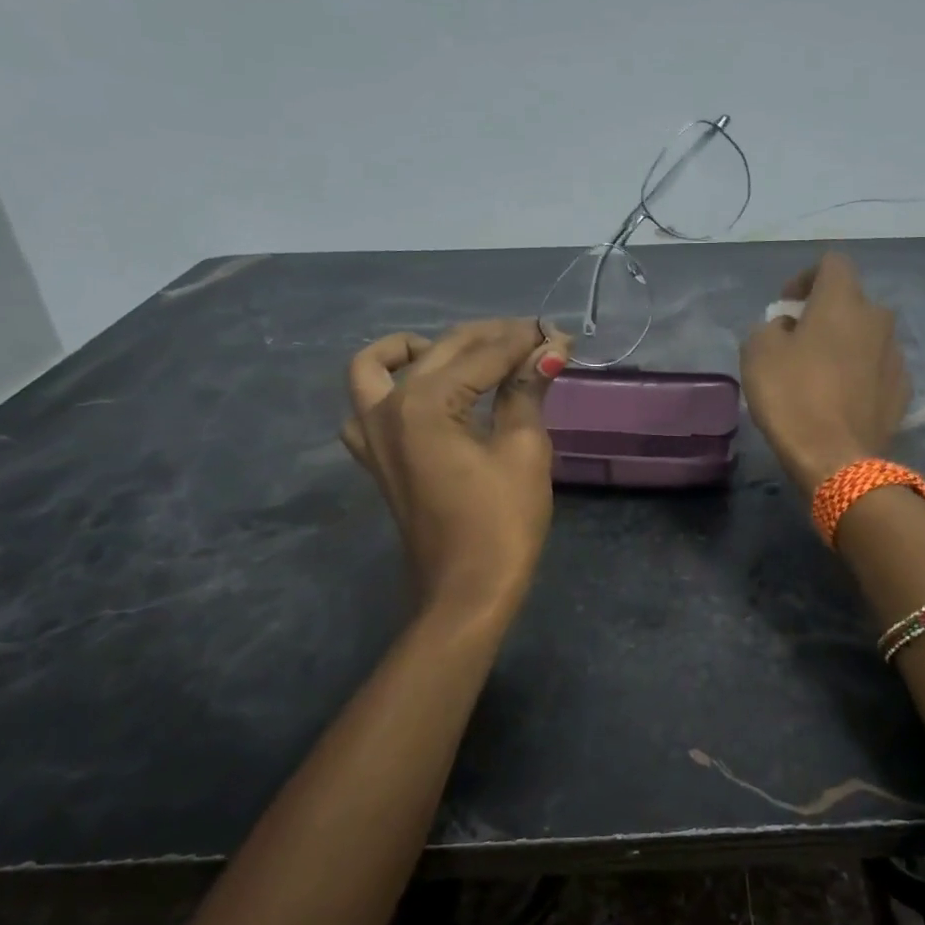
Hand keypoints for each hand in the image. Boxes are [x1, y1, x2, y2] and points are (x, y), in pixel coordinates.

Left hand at [341, 319, 569, 616]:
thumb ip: (526, 391)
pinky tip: (428, 397)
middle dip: (490, 339)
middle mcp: (386, 408)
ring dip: (419, 350)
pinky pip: (366, 406)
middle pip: (441, 351)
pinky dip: (391, 387)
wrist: (467, 591)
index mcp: (424, 404)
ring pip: (379, 367)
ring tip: (463, 357)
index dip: (524, 340)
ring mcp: (371, 434)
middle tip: (535, 340)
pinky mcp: (374, 457)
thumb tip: (548, 349)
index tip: (558, 333)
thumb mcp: (524, 450)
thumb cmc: (502, 523)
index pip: (482, 354)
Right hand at [740, 253, 911, 490]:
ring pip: (866, 336)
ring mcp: (895, 355)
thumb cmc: (792, 397)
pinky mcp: (903, 390)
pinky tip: (840, 399)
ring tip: (820, 373)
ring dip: (844, 344)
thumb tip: (788, 328)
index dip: (805, 277)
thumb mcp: (757, 352)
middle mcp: (878, 319)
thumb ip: (771, 326)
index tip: (786, 305)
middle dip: (825, 313)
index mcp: (844, 301)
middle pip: (851, 301)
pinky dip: (859, 373)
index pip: (832, 263)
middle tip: (798, 341)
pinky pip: (876, 368)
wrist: (837, 459)